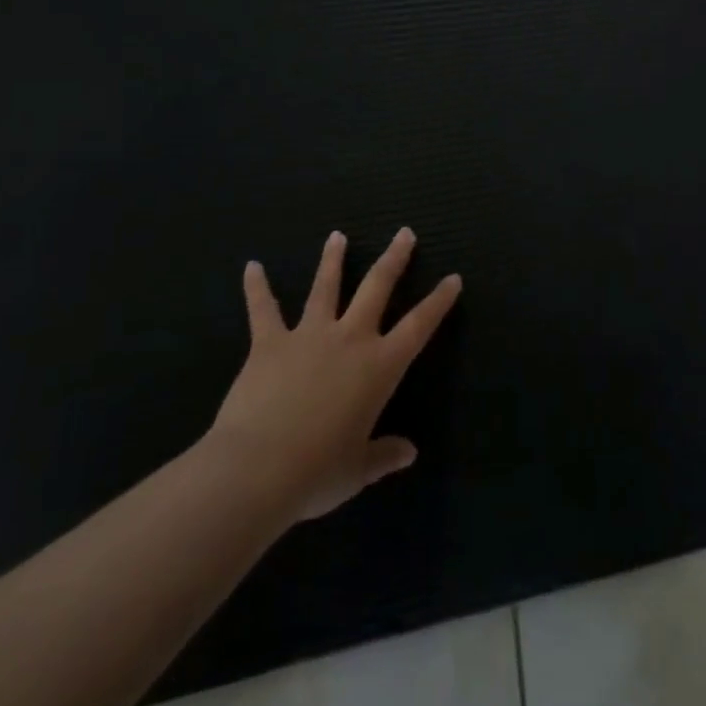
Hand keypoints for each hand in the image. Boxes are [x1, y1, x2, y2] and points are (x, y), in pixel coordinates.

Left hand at [208, 228, 461, 524]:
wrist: (257, 469)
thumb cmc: (317, 472)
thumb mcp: (358, 470)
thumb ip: (384, 456)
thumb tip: (408, 453)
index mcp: (380, 367)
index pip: (419, 325)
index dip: (439, 301)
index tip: (453, 278)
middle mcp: (350, 339)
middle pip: (377, 287)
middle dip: (394, 259)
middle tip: (405, 232)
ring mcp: (309, 335)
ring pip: (325, 287)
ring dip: (333, 260)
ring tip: (337, 236)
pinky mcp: (269, 343)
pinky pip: (264, 310)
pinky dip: (256, 288)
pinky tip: (252, 267)